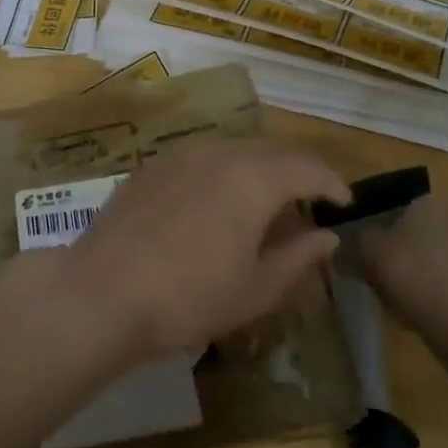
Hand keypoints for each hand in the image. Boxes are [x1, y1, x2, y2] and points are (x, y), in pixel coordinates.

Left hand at [52, 138, 351, 361]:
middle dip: (298, 171)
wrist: (102, 292)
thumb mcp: (255, 289)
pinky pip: (201, 158)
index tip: (345, 204)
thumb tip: (327, 237)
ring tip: (265, 203)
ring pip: (234, 150)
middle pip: (272, 151)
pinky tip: (216, 202)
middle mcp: (219, 154)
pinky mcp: (151, 167)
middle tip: (310, 202)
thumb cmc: (188, 298)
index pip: (308, 167)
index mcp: (253, 179)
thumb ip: (298, 257)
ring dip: (260, 169)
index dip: (333, 183)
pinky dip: (224, 172)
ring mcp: (179, 156)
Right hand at [357, 190, 447, 340]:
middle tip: (372, 280)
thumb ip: (354, 240)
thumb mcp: (369, 251)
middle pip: (408, 233)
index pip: (387, 205)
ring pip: (427, 259)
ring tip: (393, 303)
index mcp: (426, 200)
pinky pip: (446, 282)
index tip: (355, 254)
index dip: (367, 229)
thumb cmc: (417, 275)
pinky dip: (431, 295)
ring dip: (410, 276)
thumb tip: (346, 238)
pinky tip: (418, 316)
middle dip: (391, 254)